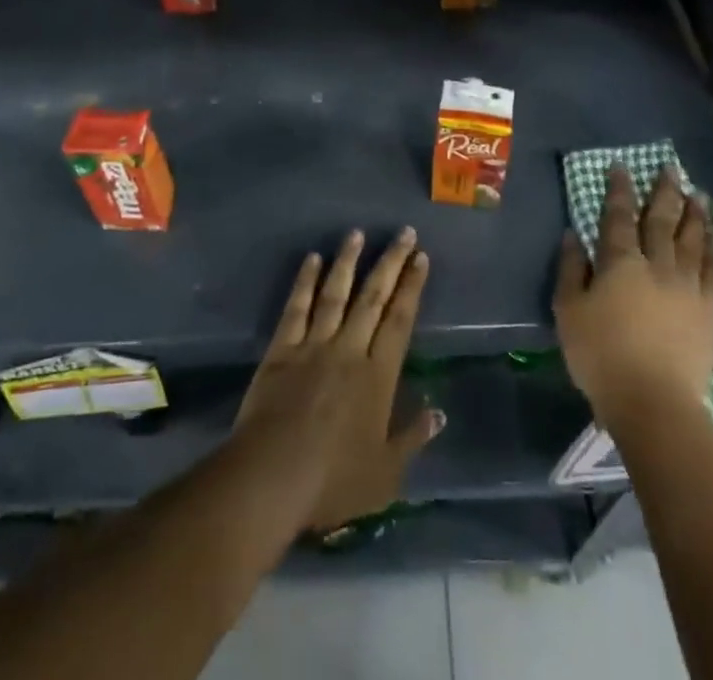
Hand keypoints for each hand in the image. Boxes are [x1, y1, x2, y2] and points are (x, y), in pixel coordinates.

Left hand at [235, 228, 443, 533]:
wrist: (273, 476)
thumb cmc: (334, 480)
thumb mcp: (386, 474)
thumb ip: (412, 439)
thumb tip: (439, 412)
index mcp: (378, 376)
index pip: (400, 321)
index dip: (412, 287)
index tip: (420, 257)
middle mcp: (349, 349)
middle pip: (373, 297)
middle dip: (390, 262)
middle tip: (403, 231)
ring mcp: (313, 344)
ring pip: (335, 293)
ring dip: (348, 261)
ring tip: (357, 232)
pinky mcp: (282, 349)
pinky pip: (297, 307)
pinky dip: (305, 281)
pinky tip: (312, 259)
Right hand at [554, 165, 712, 433]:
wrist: (654, 404)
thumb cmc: (601, 356)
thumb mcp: (569, 312)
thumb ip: (571, 270)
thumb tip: (573, 235)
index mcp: (621, 262)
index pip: (619, 216)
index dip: (619, 190)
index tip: (622, 167)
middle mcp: (657, 265)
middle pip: (662, 220)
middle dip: (664, 192)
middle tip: (671, 169)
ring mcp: (687, 287)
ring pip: (693, 240)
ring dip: (695, 215)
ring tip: (697, 196)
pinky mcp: (708, 312)